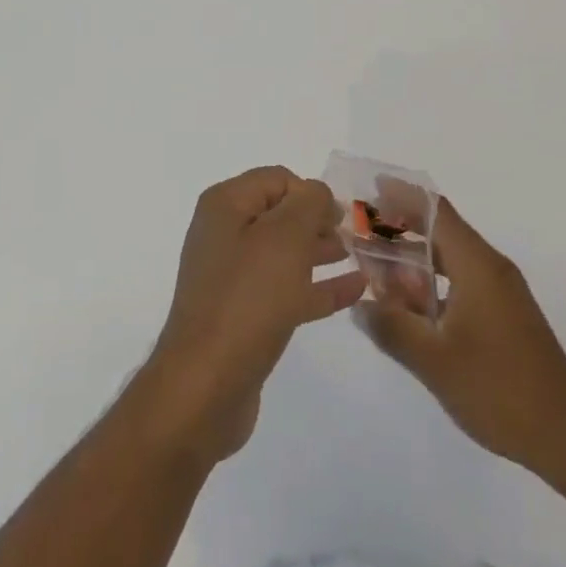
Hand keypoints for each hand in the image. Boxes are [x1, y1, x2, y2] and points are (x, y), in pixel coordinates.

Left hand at [137, 167, 366, 465]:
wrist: (205, 387)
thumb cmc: (247, 298)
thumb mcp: (286, 237)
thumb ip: (309, 203)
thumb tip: (318, 193)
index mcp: (225, 205)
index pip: (277, 179)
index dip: (312, 192)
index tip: (343, 215)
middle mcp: (224, 234)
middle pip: (280, 214)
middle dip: (319, 221)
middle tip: (357, 234)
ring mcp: (232, 278)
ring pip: (285, 253)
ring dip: (321, 251)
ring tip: (360, 257)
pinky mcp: (243, 317)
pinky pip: (287, 289)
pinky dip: (318, 286)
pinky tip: (354, 290)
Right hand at [354, 196, 565, 477]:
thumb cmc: (499, 389)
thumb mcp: (434, 361)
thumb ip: (393, 327)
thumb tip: (360, 304)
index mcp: (477, 264)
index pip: (435, 210)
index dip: (402, 195)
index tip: (369, 190)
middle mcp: (490, 268)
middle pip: (440, 232)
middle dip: (400, 229)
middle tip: (361, 235)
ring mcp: (500, 293)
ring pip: (450, 261)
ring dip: (414, 262)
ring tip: (375, 272)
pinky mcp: (504, 317)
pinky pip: (460, 284)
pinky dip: (431, 286)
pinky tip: (410, 310)